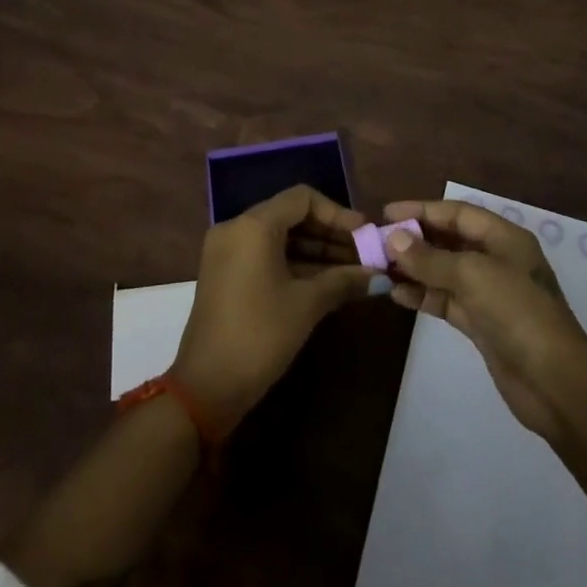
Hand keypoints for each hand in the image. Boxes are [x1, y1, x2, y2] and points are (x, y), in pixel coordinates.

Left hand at [170, 184, 378, 435]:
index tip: (364, 235)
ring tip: (353, 271)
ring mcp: (227, 251)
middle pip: (291, 215)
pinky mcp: (225, 273)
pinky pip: (265, 254)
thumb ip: (344, 281)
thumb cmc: (260, 335)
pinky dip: (294, 263)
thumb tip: (380, 275)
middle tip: (364, 254)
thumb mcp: (307, 305)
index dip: (337, 214)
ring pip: (279, 237)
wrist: (206, 387)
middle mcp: (236, 228)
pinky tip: (326, 281)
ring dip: (315, 251)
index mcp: (254, 225)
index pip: (303, 199)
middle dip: (329, 234)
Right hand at [382, 199, 586, 438]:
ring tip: (379, 268)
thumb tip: (393, 238)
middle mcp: (496, 260)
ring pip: (444, 271)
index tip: (387, 213)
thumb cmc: (518, 313)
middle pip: (449, 240)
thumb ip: (430, 258)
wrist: (555, 383)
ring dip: (414, 268)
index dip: (422, 210)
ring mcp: (489, 293)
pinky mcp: (481, 324)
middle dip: (415, 240)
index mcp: (504, 238)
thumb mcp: (473, 276)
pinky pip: (446, 300)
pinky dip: (423, 295)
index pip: (457, 213)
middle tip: (377, 242)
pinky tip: (397, 295)